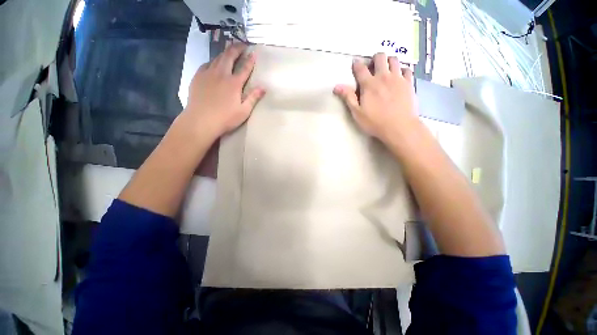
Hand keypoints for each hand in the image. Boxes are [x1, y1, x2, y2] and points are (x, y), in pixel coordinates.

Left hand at [183, 43, 265, 138]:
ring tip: (229, 51)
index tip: (254, 52)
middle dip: (236, 49)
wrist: (201, 120)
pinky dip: (213, 61)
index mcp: (234, 83)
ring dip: (225, 53)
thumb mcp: (244, 111)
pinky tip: (214, 63)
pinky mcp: (198, 77)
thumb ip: (253, 98)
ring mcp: (208, 74)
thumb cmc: (225, 118)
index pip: (244, 68)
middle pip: (229, 57)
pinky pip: (206, 64)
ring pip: (217, 58)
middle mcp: (221, 74)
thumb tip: (263, 88)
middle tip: (241, 44)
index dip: (250, 60)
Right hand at [333, 53, 417, 141]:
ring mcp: (398, 79)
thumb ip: (348, 97)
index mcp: (369, 85)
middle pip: (380, 57)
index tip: (355, 62)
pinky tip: (399, 76)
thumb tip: (337, 86)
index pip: (361, 69)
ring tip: (386, 69)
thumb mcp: (357, 113)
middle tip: (373, 66)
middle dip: (375, 58)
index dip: (356, 64)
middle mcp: (384, 77)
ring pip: (394, 60)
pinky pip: (406, 69)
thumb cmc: (375, 122)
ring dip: (388, 61)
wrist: (399, 127)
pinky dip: (401, 69)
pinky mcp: (409, 83)